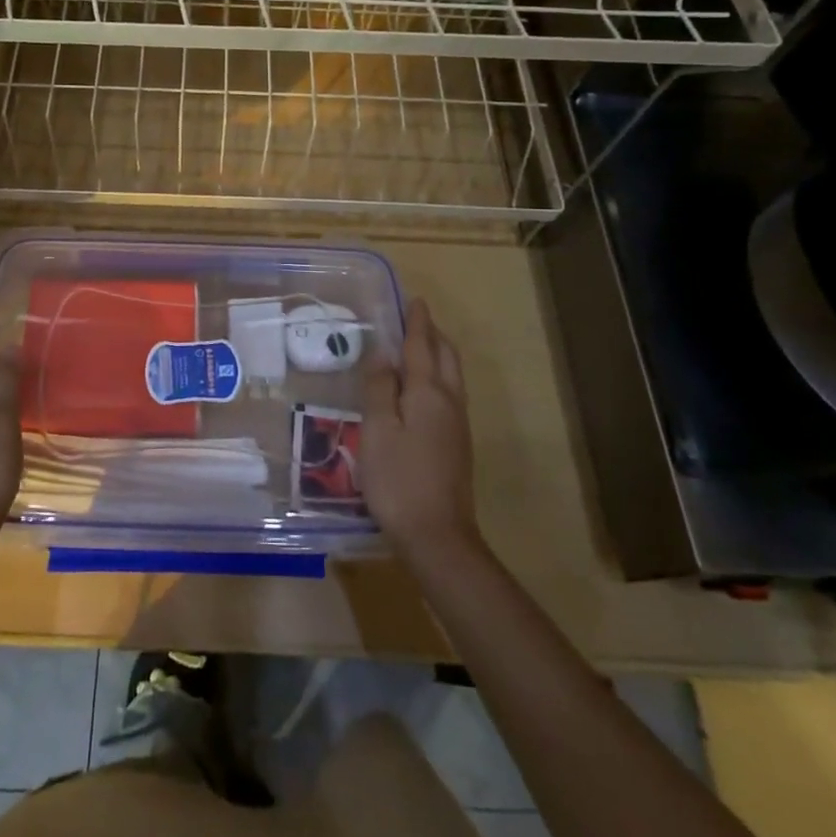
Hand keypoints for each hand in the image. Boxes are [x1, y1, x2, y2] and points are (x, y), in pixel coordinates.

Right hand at [360, 299, 482, 559]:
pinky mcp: (457, 444)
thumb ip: (379, 388)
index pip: (421, 346)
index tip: (414, 300)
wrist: (438, 536)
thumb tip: (383, 353)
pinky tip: (421, 389)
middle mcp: (449, 402)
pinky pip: (450, 394)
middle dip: (432, 334)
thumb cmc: (398, 479)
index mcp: (428, 392)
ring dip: (437, 354)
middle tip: (414, 320)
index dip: (416, 322)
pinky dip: (438, 376)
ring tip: (417, 347)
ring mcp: (457, 425)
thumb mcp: (377, 430)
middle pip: (446, 356)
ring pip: (452, 375)